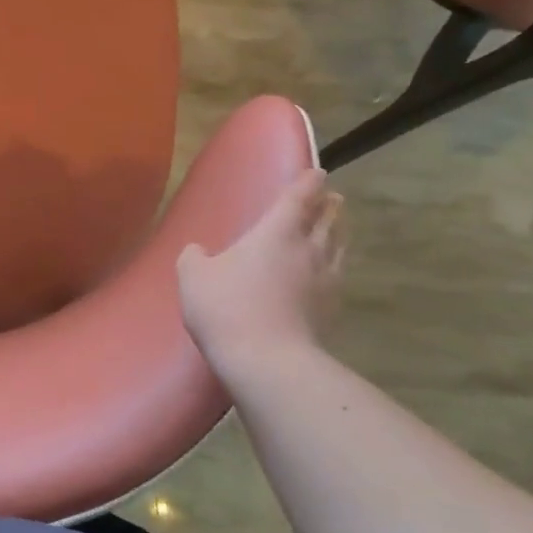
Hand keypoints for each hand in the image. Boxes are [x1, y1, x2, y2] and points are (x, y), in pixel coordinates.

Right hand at [177, 169, 343, 376]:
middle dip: (330, 206)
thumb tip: (198, 251)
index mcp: (277, 231)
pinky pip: (337, 277)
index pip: (299, 196)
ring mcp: (325, 280)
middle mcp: (308, 249)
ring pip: (339, 247)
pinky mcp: (331, 310)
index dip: (308, 182)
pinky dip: (335, 267)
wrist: (266, 360)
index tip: (317, 172)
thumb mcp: (193, 277)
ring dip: (339, 233)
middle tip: (331, 199)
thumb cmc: (226, 307)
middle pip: (329, 219)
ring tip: (336, 229)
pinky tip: (327, 274)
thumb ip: (194, 258)